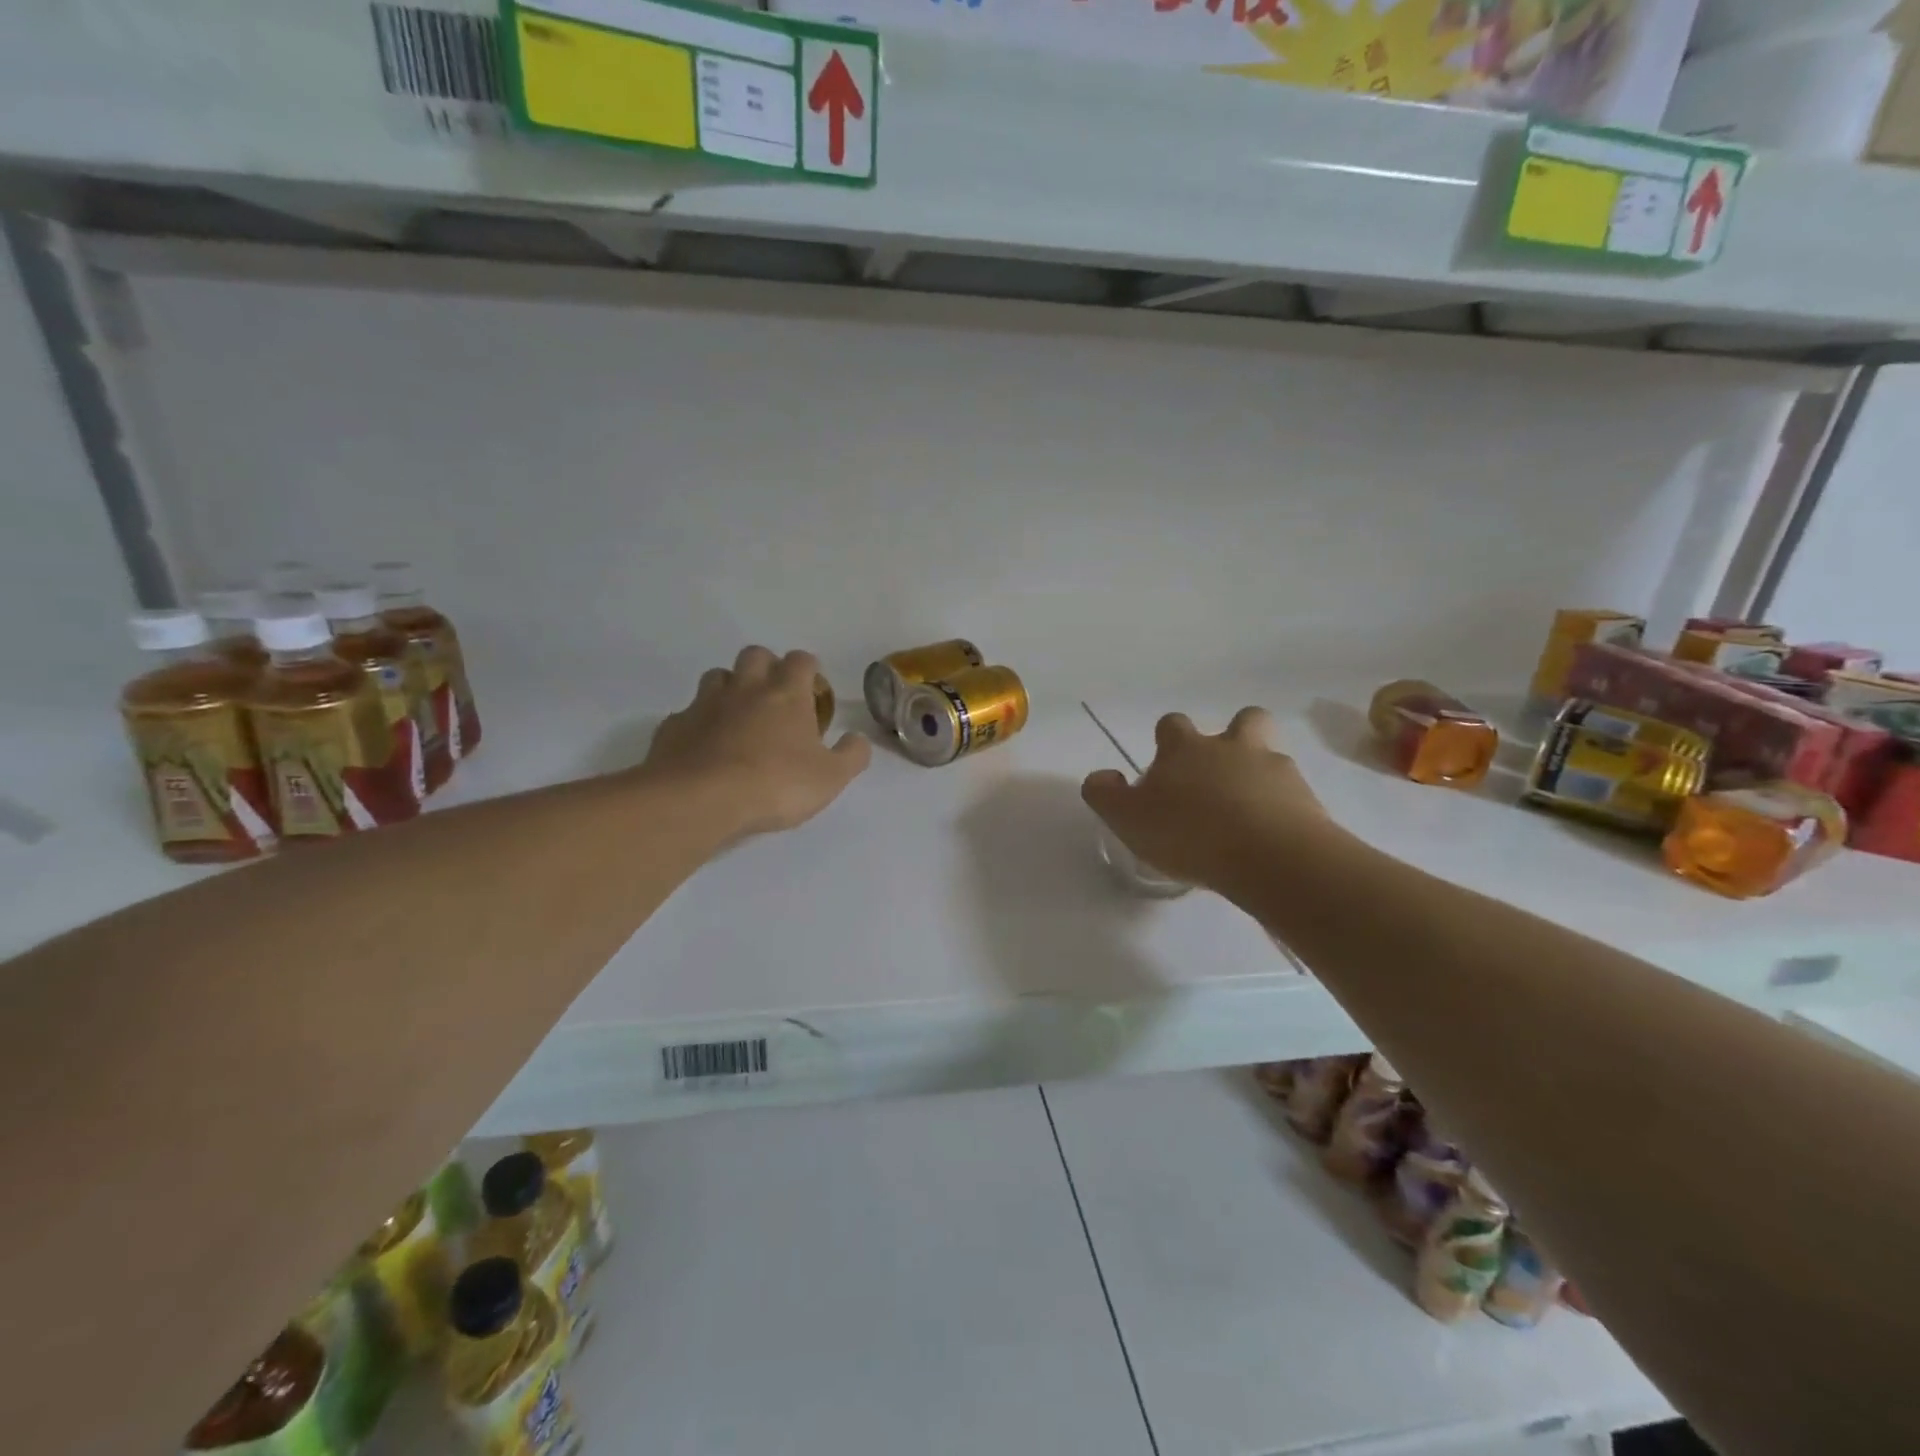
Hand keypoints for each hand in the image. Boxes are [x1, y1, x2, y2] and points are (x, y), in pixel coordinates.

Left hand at [642, 647, 870, 838]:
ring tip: (739, 717)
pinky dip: (700, 722)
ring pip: (718, 676)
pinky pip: (690, 712)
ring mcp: (705, 703)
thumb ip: (851, 755)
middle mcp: (745, 688)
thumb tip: (857, 738)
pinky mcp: (675, 725)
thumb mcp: (830, 778)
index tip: (812, 691)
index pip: (800, 660)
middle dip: (767, 667)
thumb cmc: (775, 784)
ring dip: (730, 688)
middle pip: (755, 655)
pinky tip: (706, 746)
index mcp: (786, 693)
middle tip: (775, 698)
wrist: (700, 799)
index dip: (808, 670)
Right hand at [1081, 708, 1335, 898]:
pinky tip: (1271, 836)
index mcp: (1186, 748)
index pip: (1173, 725)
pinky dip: (1284, 808)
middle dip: (1234, 736)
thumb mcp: (1128, 819)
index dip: (1168, 741)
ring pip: (1272, 755)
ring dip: (1261, 773)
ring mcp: (1276, 769)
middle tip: (1220, 773)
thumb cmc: (1189, 833)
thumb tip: (1101, 777)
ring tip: (1249, 810)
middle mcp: (1233, 747)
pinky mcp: (1308, 799)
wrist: (1269, 856)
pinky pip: (1294, 795)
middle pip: (1243, 720)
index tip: (1165, 767)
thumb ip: (1106, 795)